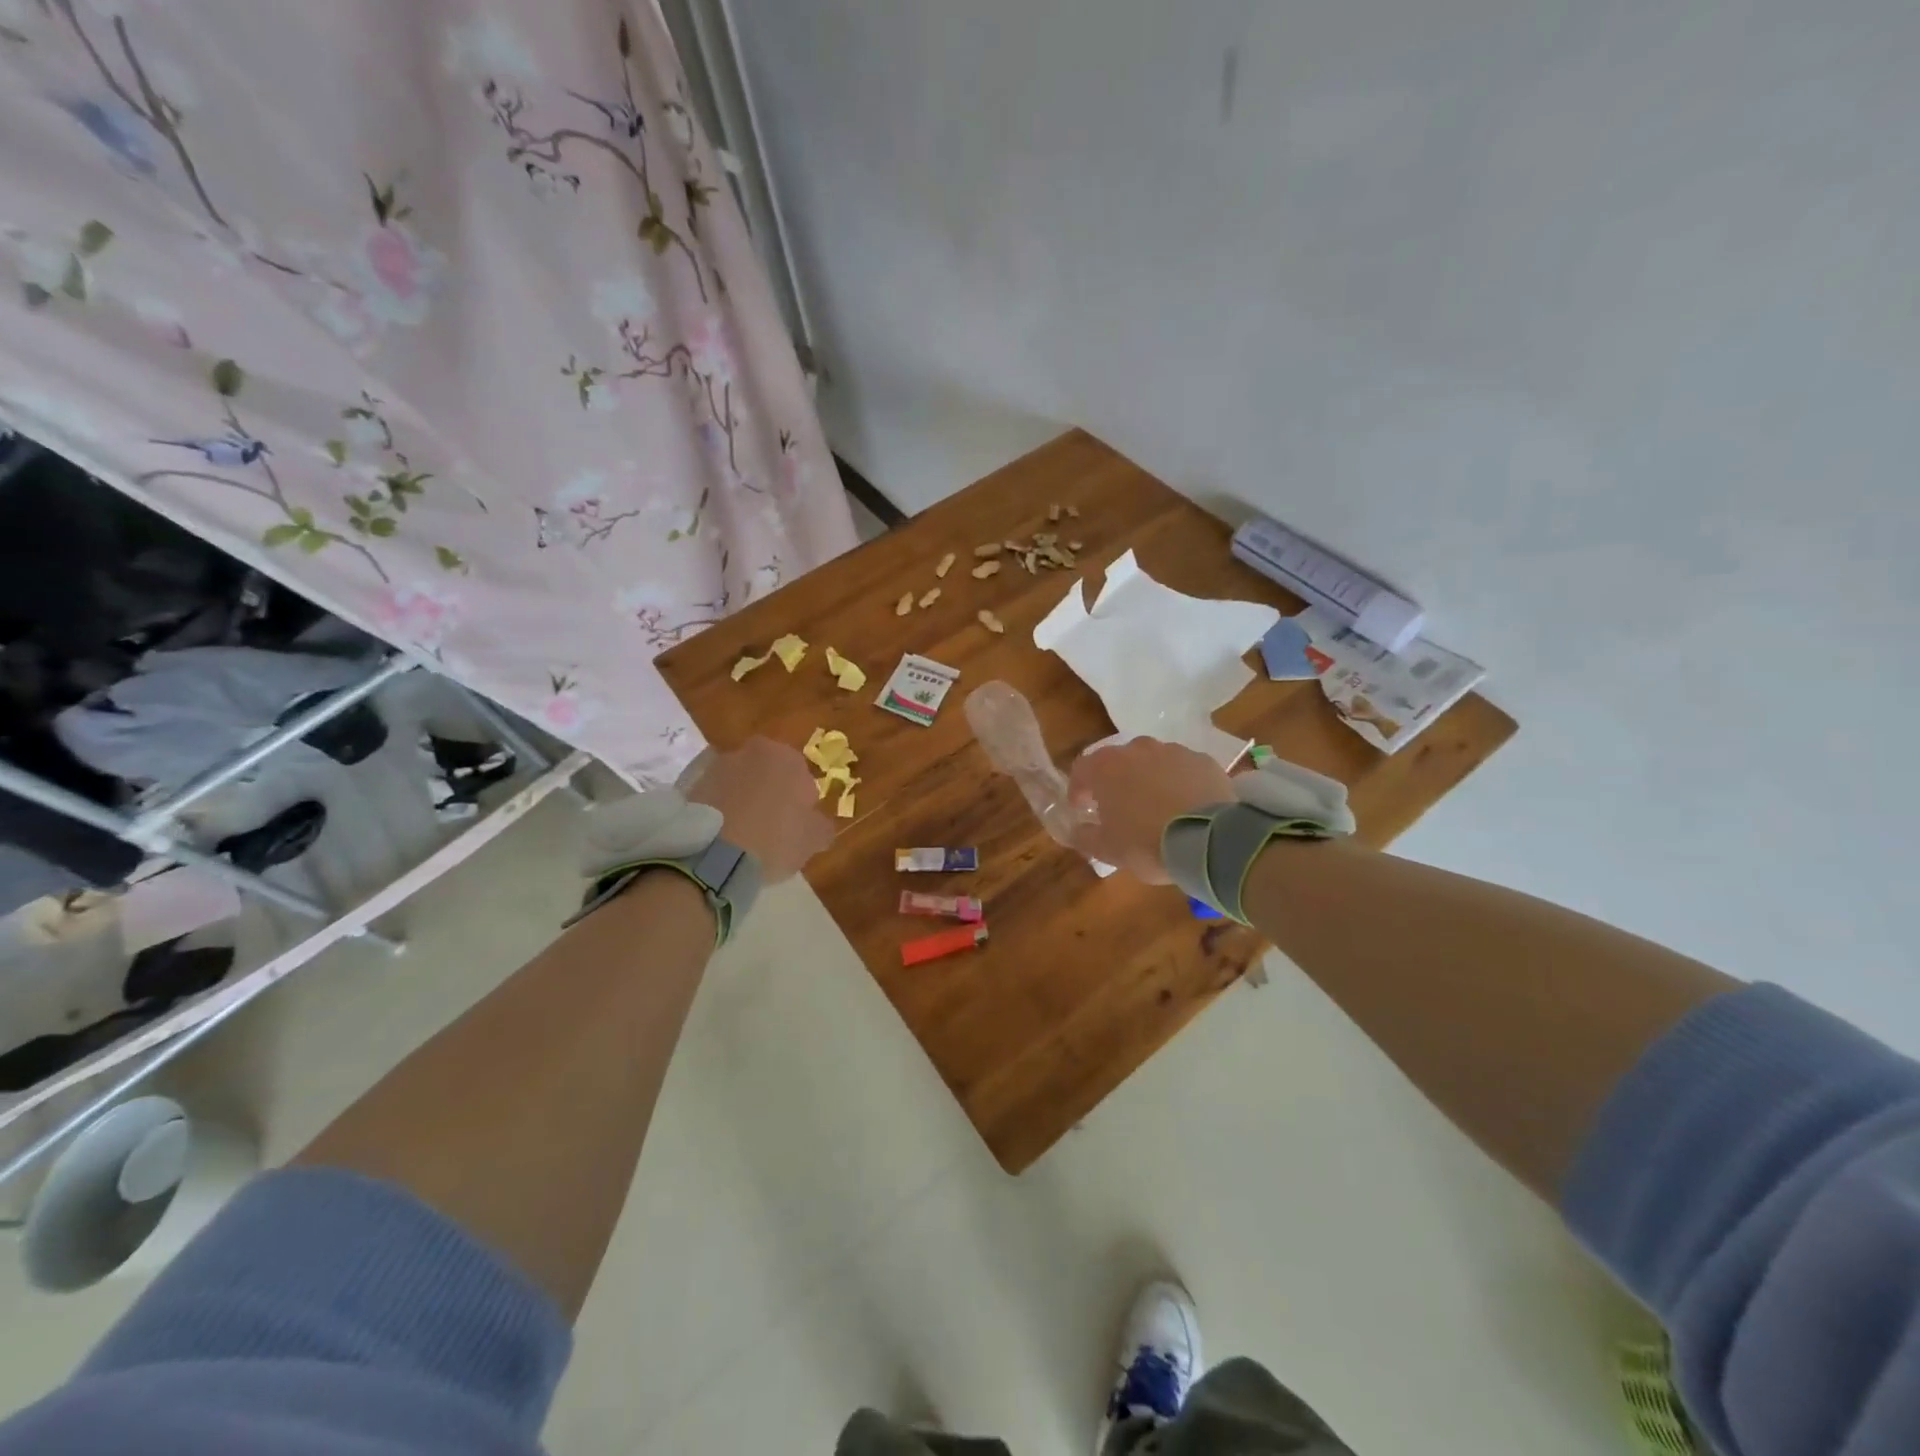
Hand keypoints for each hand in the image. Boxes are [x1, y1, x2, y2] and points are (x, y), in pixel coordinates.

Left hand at [684, 738, 835, 882]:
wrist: (712, 856)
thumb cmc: (774, 840)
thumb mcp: (813, 839)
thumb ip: (822, 825)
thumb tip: (818, 823)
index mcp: (786, 756)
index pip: (801, 776)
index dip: (801, 803)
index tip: (796, 827)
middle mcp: (750, 751)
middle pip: (768, 774)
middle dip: (771, 794)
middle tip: (771, 828)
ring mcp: (716, 766)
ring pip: (740, 783)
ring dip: (744, 800)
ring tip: (743, 835)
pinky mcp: (690, 785)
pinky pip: (715, 796)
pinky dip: (720, 809)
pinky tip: (723, 835)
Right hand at [1067, 737, 1232, 883]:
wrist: (1209, 839)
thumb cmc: (1146, 842)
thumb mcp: (1107, 849)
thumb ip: (1085, 836)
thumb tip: (1078, 830)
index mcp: (1106, 767)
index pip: (1081, 769)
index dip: (1078, 789)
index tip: (1082, 808)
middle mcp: (1137, 749)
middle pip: (1118, 761)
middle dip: (1115, 781)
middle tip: (1119, 808)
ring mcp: (1173, 751)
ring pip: (1152, 761)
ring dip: (1148, 779)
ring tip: (1156, 807)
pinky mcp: (1203, 760)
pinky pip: (1182, 769)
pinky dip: (1179, 782)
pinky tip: (1186, 805)